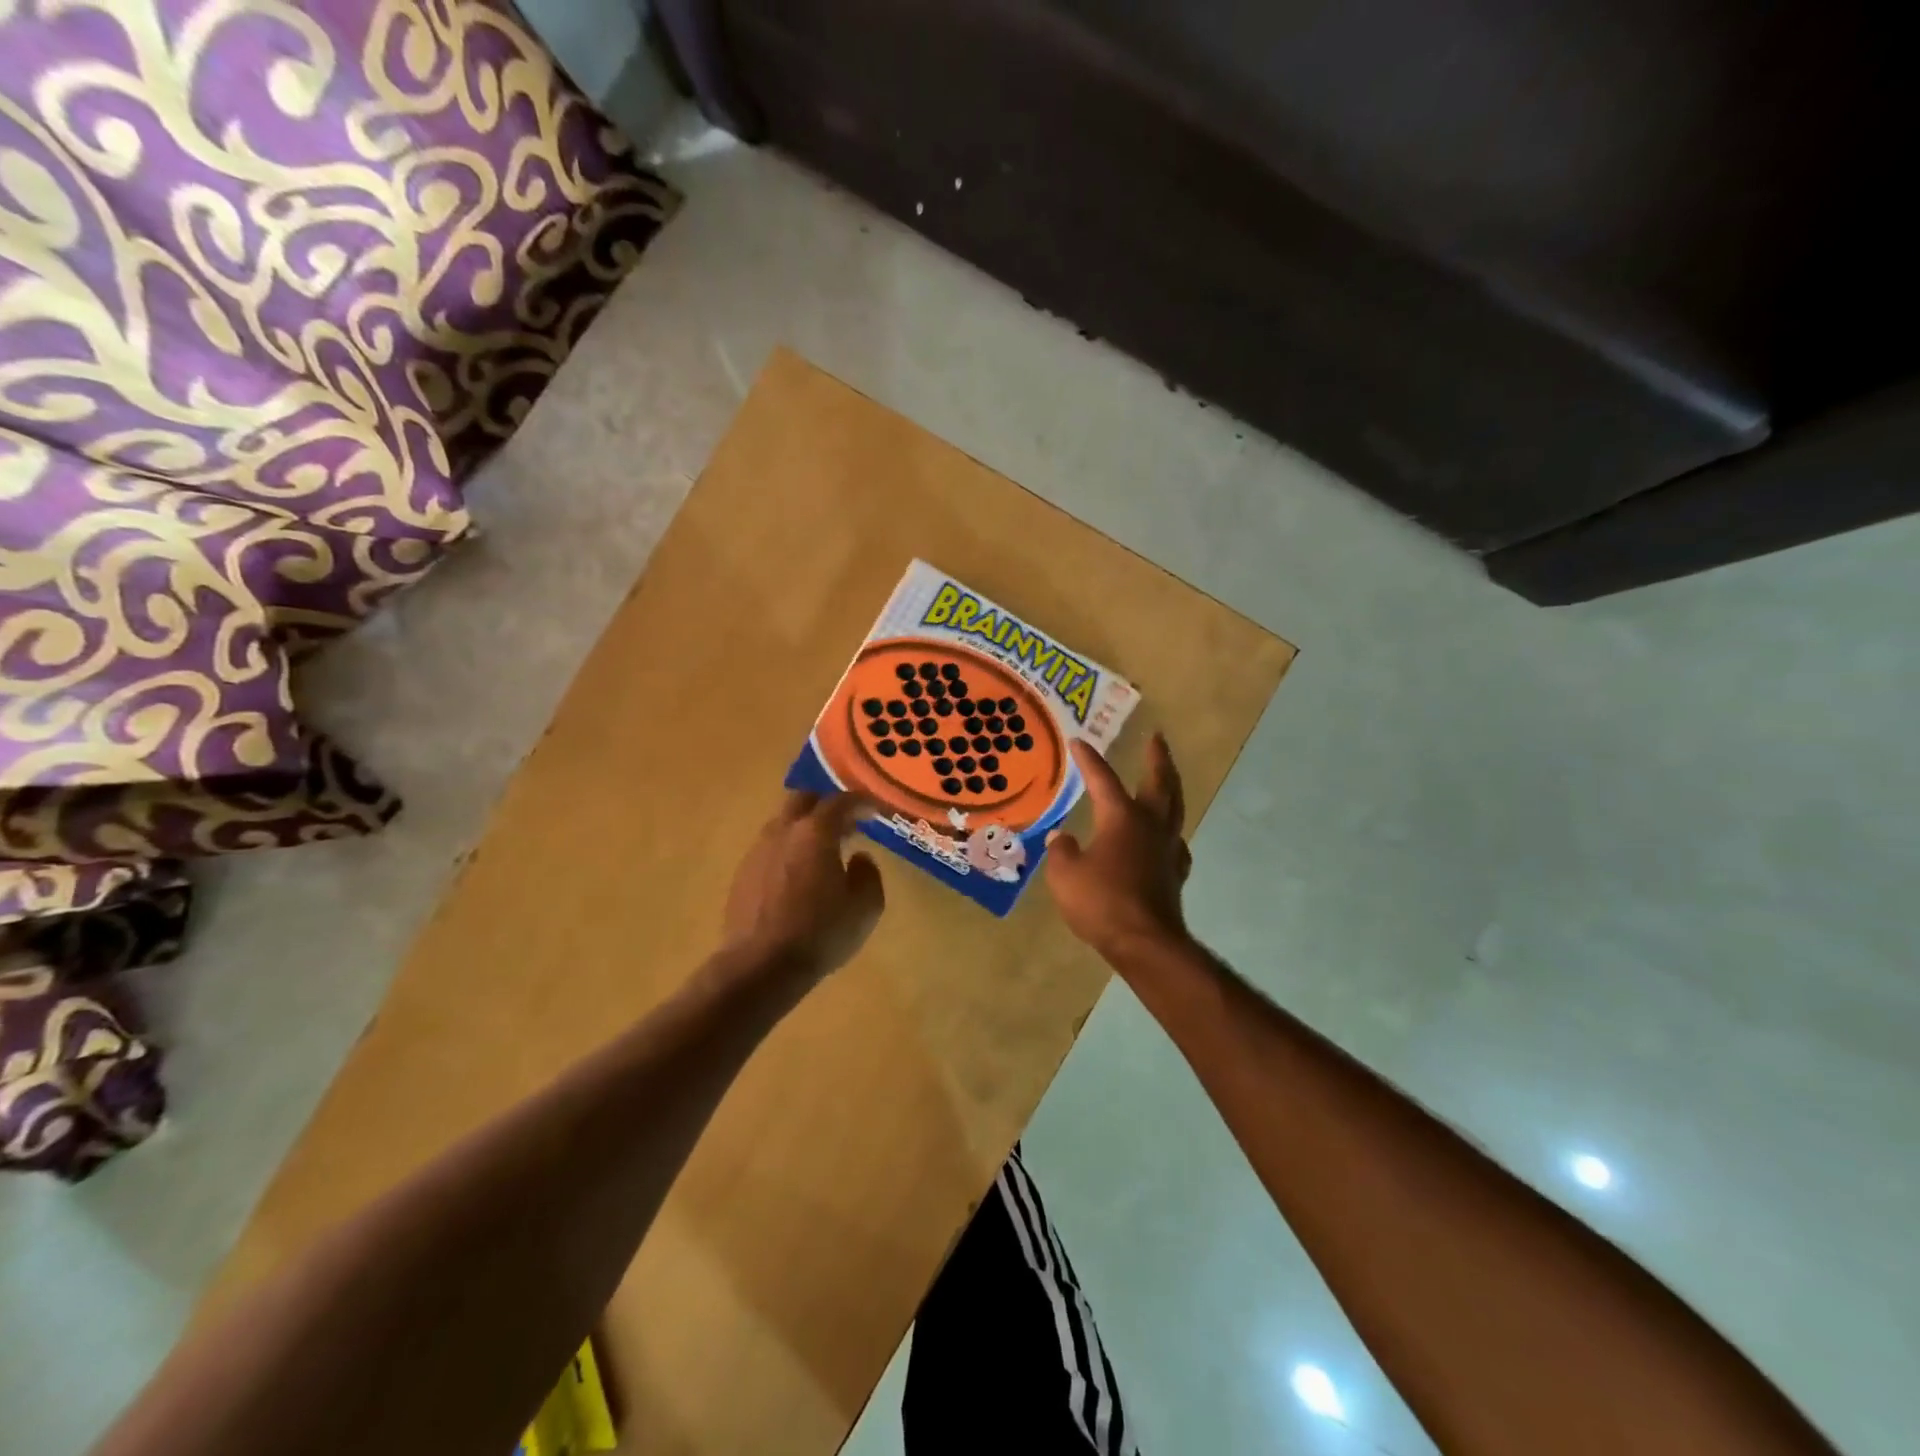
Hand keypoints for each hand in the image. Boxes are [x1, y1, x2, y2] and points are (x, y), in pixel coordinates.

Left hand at [723, 792, 885, 978]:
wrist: (759, 966)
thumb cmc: (819, 933)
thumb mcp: (865, 908)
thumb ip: (868, 875)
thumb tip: (859, 858)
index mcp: (815, 833)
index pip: (841, 801)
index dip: (861, 801)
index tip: (875, 810)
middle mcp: (783, 832)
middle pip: (803, 800)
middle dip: (826, 805)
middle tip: (846, 824)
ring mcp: (758, 851)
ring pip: (783, 823)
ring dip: (804, 828)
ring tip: (822, 851)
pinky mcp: (742, 874)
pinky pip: (770, 848)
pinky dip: (788, 850)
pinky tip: (798, 876)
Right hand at [1046, 733, 1193, 959]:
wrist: (1145, 942)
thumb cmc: (1101, 902)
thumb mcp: (1065, 875)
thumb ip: (1062, 852)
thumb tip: (1061, 838)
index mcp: (1121, 818)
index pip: (1102, 779)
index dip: (1088, 760)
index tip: (1078, 741)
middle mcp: (1149, 825)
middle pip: (1159, 783)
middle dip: (1157, 757)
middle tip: (1158, 737)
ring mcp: (1166, 849)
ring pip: (1174, 808)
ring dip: (1170, 787)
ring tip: (1167, 778)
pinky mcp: (1174, 873)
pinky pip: (1174, 841)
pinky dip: (1169, 830)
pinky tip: (1164, 837)